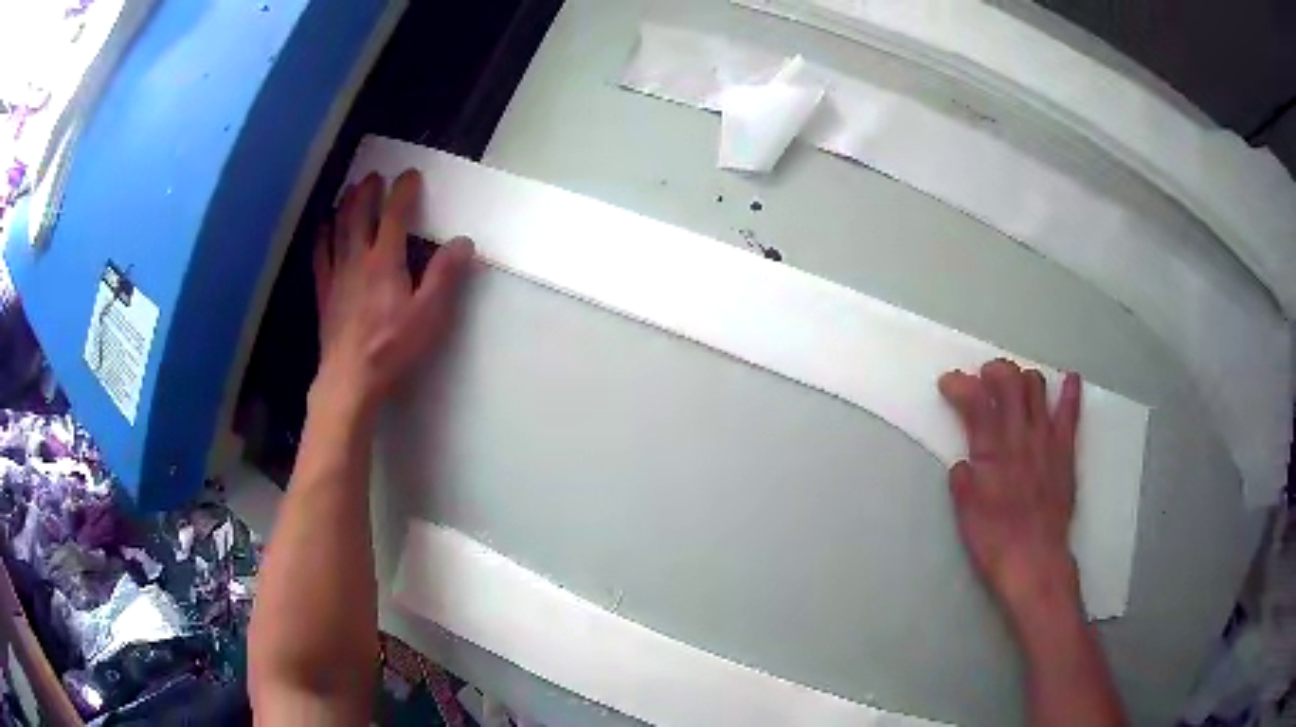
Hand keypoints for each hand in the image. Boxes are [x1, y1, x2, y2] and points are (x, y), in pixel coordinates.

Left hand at [312, 170, 474, 420]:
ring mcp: (337, 275)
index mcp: (385, 261)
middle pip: (360, 214)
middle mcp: (358, 259)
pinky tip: (324, 228)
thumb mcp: (429, 314)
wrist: (350, 379)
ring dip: (344, 205)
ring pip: (338, 229)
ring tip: (349, 190)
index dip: (403, 190)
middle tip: (374, 176)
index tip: (410, 174)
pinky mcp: (325, 293)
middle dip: (368, 191)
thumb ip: (445, 275)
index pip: (395, 214)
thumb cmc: (392, 348)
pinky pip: (321, 255)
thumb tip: (463, 242)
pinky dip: (322, 236)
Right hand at [938, 360, 1083, 626]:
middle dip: (993, 370)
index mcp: (991, 454)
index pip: (974, 401)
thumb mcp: (966, 515)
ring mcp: (1046, 441)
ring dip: (1023, 378)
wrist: (1035, 563)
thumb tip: (963, 464)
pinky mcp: (1065, 451)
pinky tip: (1069, 379)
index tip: (948, 383)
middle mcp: (1020, 438)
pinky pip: (1070, 413)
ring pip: (1037, 388)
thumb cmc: (995, 543)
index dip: (958, 384)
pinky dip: (1070, 392)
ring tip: (1015, 387)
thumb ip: (962, 482)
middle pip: (1009, 382)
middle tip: (983, 378)